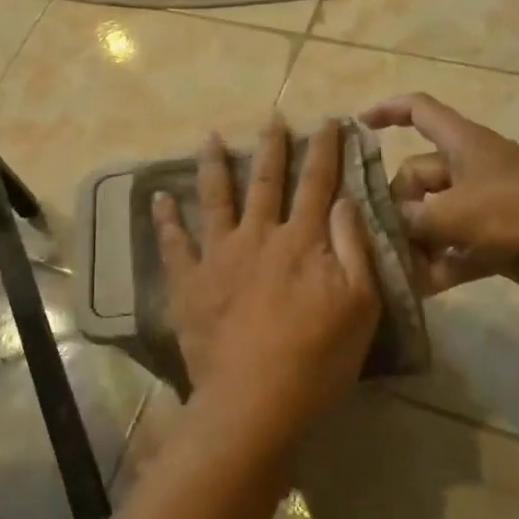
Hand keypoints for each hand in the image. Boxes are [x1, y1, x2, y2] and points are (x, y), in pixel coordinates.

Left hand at [153, 118, 381, 452]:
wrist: (254, 400)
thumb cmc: (317, 358)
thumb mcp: (360, 305)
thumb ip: (354, 248)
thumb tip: (345, 200)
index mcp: (302, 241)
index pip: (318, 183)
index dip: (325, 150)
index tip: (327, 121)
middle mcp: (259, 236)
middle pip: (266, 181)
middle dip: (272, 146)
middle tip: (271, 118)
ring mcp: (219, 256)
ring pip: (216, 198)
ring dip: (214, 165)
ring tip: (209, 137)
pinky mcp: (190, 281)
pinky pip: (173, 243)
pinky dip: (165, 218)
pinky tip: (158, 197)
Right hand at [361, 93, 518, 303]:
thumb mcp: (456, 213)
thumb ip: (411, 218)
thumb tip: (382, 223)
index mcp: (462, 144)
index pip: (418, 111)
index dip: (387, 110)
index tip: (356, 126)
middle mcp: (469, 170)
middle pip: (416, 176)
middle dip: (395, 205)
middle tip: (377, 234)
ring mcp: (483, 206)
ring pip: (432, 217)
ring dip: (414, 241)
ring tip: (390, 266)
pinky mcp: (495, 240)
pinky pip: (454, 248)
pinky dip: (438, 264)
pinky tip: (418, 287)